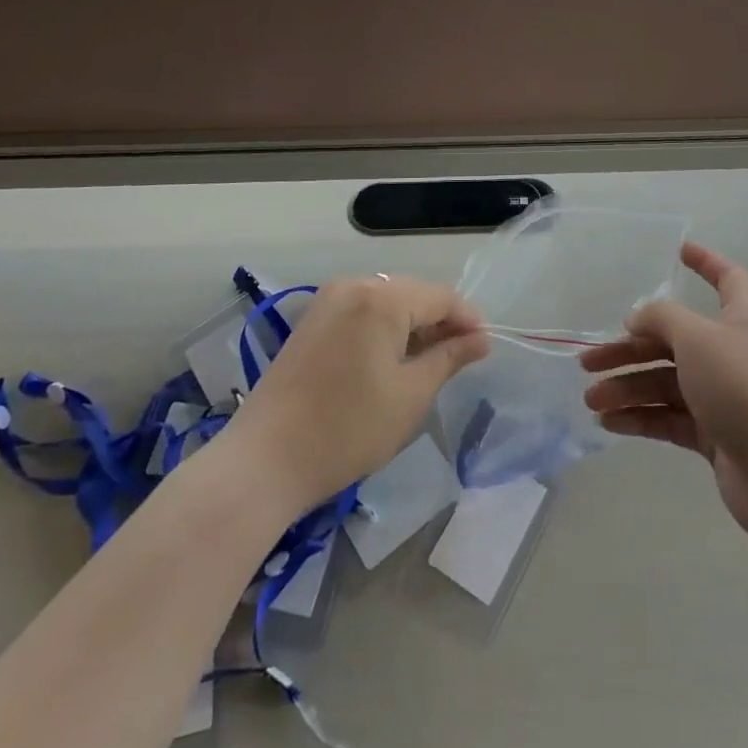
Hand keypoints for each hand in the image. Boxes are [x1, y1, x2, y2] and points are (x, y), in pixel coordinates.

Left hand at [225, 275, 489, 514]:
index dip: (466, 320)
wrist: (263, 461)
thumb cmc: (346, 430)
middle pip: (413, 294)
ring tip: (428, 362)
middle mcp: (354, 286)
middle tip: (461, 358)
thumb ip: (448, 358)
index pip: (440, 297)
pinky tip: (390, 360)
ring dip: (412, 326)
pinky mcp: (311, 321)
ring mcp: (327, 301)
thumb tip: (480, 339)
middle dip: (440, 322)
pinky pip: (361, 312)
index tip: (484, 348)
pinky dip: (383, 329)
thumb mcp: (410, 396)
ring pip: (387, 302)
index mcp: (381, 298)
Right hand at [580, 243, 747, 562]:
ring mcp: (724, 395)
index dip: (705, 261)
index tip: (678, 251)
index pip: (727, 278)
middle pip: (674, 338)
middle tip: (588, 361)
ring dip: (627, 387)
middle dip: (630, 348)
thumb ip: (661, 318)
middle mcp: (733, 352)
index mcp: (743, 318)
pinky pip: (670, 416)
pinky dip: (641, 416)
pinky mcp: (715, 434)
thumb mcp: (698, 339)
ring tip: (591, 400)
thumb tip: (637, 318)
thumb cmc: (744, 388)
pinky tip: (609, 422)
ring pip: (667, 382)